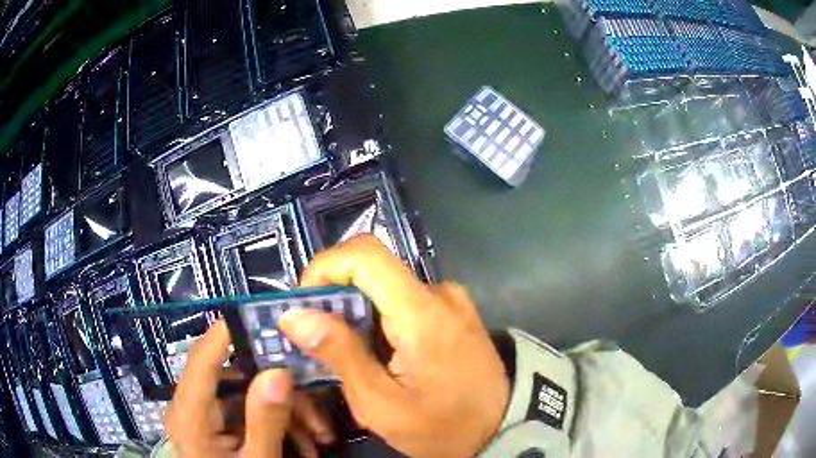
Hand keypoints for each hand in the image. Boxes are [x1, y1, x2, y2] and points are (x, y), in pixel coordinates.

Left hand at [164, 321, 334, 457]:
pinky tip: (306, 444)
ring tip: (319, 436)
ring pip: (248, 397)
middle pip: (235, 379)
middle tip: (317, 403)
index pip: (204, 357)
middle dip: (280, 390)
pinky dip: (277, 425)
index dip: (228, 331)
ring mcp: (207, 418)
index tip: (264, 315)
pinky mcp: (219, 428)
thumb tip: (278, 371)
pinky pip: (248, 415)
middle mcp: (193, 407)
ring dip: (286, 413)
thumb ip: (264, 421)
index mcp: (190, 414)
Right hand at [279, 235, 509, 456]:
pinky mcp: (455, 311)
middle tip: (317, 340)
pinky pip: (405, 300)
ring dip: (357, 312)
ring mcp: (451, 300)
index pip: (365, 254)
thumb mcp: (381, 404)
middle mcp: (440, 293)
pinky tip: (378, 354)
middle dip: (335, 298)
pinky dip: (380, 319)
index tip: (306, 306)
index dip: (324, 268)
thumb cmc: (443, 427)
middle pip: (372, 270)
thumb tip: (293, 315)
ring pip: (386, 287)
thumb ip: (339, 354)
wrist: (503, 429)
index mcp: (422, 311)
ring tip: (347, 354)